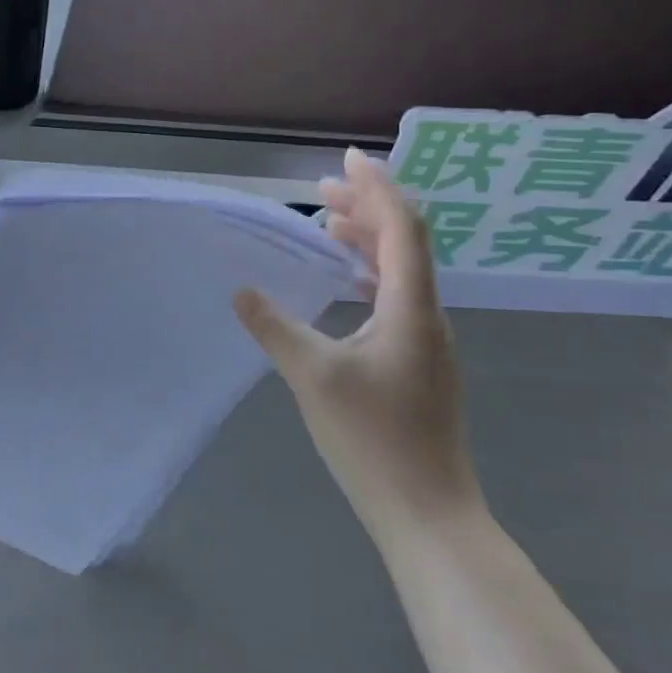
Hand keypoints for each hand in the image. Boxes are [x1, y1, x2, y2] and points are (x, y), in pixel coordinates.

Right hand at [234, 148, 480, 539]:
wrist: (428, 514)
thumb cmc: (374, 440)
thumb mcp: (313, 377)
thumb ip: (276, 327)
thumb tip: (242, 291)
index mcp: (411, 307)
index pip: (402, 227)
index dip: (377, 187)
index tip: (346, 159)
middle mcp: (428, 314)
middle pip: (406, 242)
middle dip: (368, 207)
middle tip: (322, 191)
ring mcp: (429, 341)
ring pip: (403, 271)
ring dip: (369, 240)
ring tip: (329, 226)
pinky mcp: (422, 363)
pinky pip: (399, 297)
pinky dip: (370, 274)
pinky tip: (346, 286)